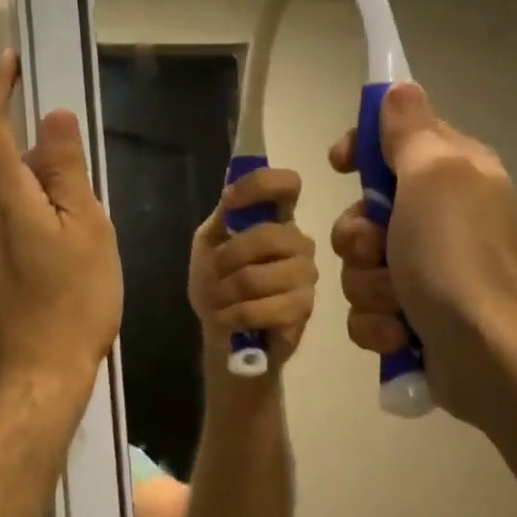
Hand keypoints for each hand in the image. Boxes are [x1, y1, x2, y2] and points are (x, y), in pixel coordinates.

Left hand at [0, 52, 122, 395]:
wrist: (30, 383)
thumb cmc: (71, 303)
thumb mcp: (87, 231)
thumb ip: (67, 171)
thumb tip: (52, 119)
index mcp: (1, 196)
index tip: (11, 62)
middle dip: (27, 151)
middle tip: (75, 170)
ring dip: (30, 190)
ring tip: (76, 220)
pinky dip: (24, 220)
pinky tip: (57, 253)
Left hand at [186, 167, 318, 368]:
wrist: (221, 331)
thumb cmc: (217, 281)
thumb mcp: (210, 243)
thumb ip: (224, 217)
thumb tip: (232, 194)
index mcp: (278, 218)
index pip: (287, 185)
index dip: (259, 185)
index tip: (229, 201)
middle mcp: (299, 242)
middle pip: (267, 236)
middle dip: (227, 258)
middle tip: (214, 275)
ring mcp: (306, 276)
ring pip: (258, 277)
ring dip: (226, 292)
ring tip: (220, 301)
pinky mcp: (304, 310)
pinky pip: (263, 309)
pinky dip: (234, 316)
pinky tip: (229, 319)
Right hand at [328, 82, 516, 428]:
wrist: (492, 358)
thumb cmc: (459, 259)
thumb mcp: (434, 178)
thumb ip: (410, 132)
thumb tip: (400, 87)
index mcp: (455, 176)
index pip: (397, 141)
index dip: (363, 149)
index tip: (340, 163)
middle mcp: (442, 219)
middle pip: (364, 212)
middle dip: (357, 237)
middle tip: (377, 249)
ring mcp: (428, 272)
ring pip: (359, 266)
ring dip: (368, 286)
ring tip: (398, 304)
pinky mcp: (416, 318)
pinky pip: (369, 310)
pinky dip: (378, 324)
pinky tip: (400, 335)